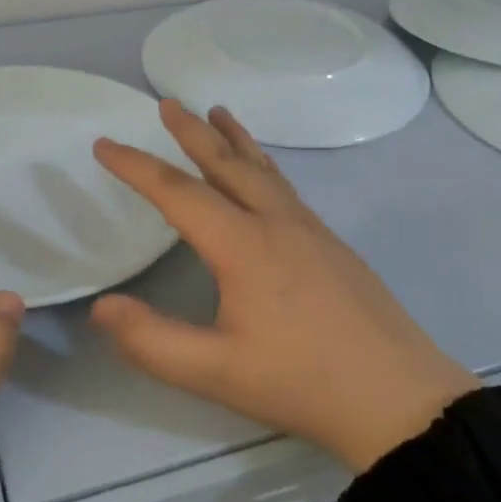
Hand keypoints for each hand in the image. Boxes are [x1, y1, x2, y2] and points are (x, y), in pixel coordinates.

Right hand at [91, 102, 473, 472]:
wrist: (398, 398)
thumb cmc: (301, 382)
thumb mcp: (215, 372)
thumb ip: (151, 341)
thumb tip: (102, 306)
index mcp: (243, 245)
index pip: (177, 192)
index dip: (136, 166)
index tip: (104, 144)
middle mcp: (277, 223)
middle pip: (227, 163)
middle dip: (192, 131)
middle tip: (168, 103)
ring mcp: (311, 230)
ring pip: (264, 170)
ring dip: (234, 139)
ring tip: (218, 113)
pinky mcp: (333, 245)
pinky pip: (286, 188)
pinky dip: (263, 166)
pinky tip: (264, 178)